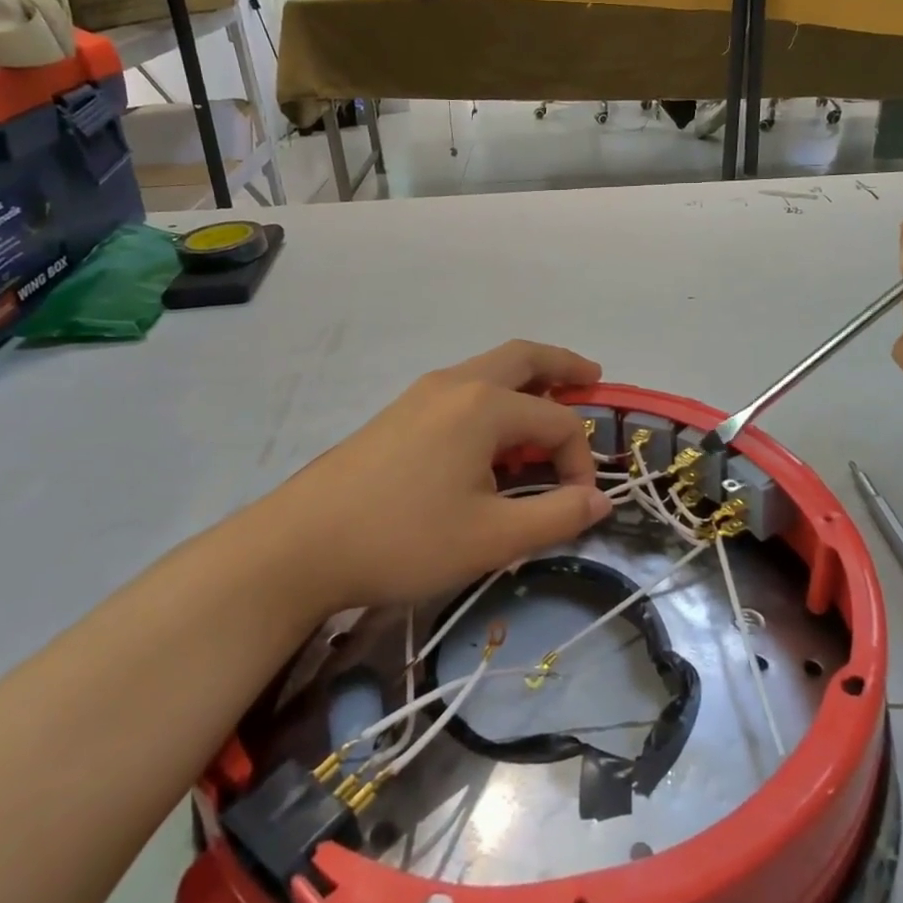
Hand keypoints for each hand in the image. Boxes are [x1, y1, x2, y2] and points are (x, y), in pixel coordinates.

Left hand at [258, 341, 612, 615]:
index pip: (557, 423)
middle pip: (522, 357)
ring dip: (526, 381)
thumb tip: (601, 501)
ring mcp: (421, 395)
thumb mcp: (493, 538)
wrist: (301, 545)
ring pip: (488, 370)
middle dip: (562, 365)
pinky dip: (494, 399)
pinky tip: (492, 440)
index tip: (576, 505)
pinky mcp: (398, 414)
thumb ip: (557, 516)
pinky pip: (462, 391)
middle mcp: (455, 384)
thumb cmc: (405, 539)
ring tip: (549, 407)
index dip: (580, 462)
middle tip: (592, 378)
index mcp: (484, 406)